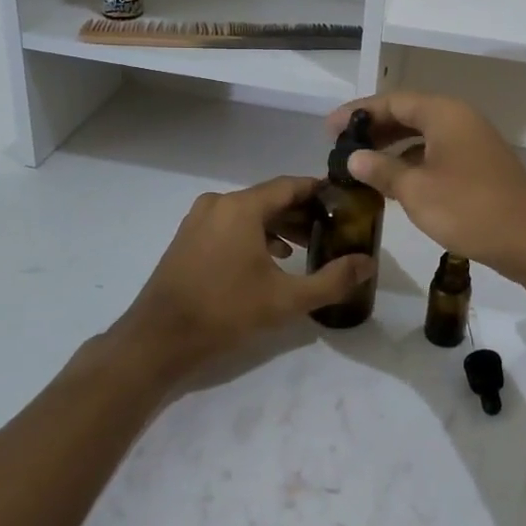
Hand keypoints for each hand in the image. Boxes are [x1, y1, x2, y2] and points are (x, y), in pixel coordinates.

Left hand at [120, 176, 373, 370]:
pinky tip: (270, 259)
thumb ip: (332, 280)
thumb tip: (368, 264)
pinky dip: (254, 234)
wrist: (158, 340)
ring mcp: (199, 219)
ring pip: (250, 212)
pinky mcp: (188, 237)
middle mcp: (219, 203)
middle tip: (330, 231)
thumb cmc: (225, 312)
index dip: (320, 192)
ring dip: (278, 225)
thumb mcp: (286, 300)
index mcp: (242, 207)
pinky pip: (230, 224)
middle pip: (270, 198)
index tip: (345, 203)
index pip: (291, 185)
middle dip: (302, 213)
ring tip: (305, 248)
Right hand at [327, 92, 525, 280]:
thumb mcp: (416, 190)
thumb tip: (353, 157)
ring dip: (392, 146)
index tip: (329, 130)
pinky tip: (394, 182)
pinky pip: (436, 153)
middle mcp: (459, 119)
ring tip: (361, 164)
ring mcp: (472, 143)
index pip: (392, 101)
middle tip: (340, 147)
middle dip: (374, 128)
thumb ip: (381, 170)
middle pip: (408, 114)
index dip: (358, 113)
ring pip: (423, 135)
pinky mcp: (479, 166)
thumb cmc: (469, 208)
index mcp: (444, 113)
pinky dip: (412, 161)